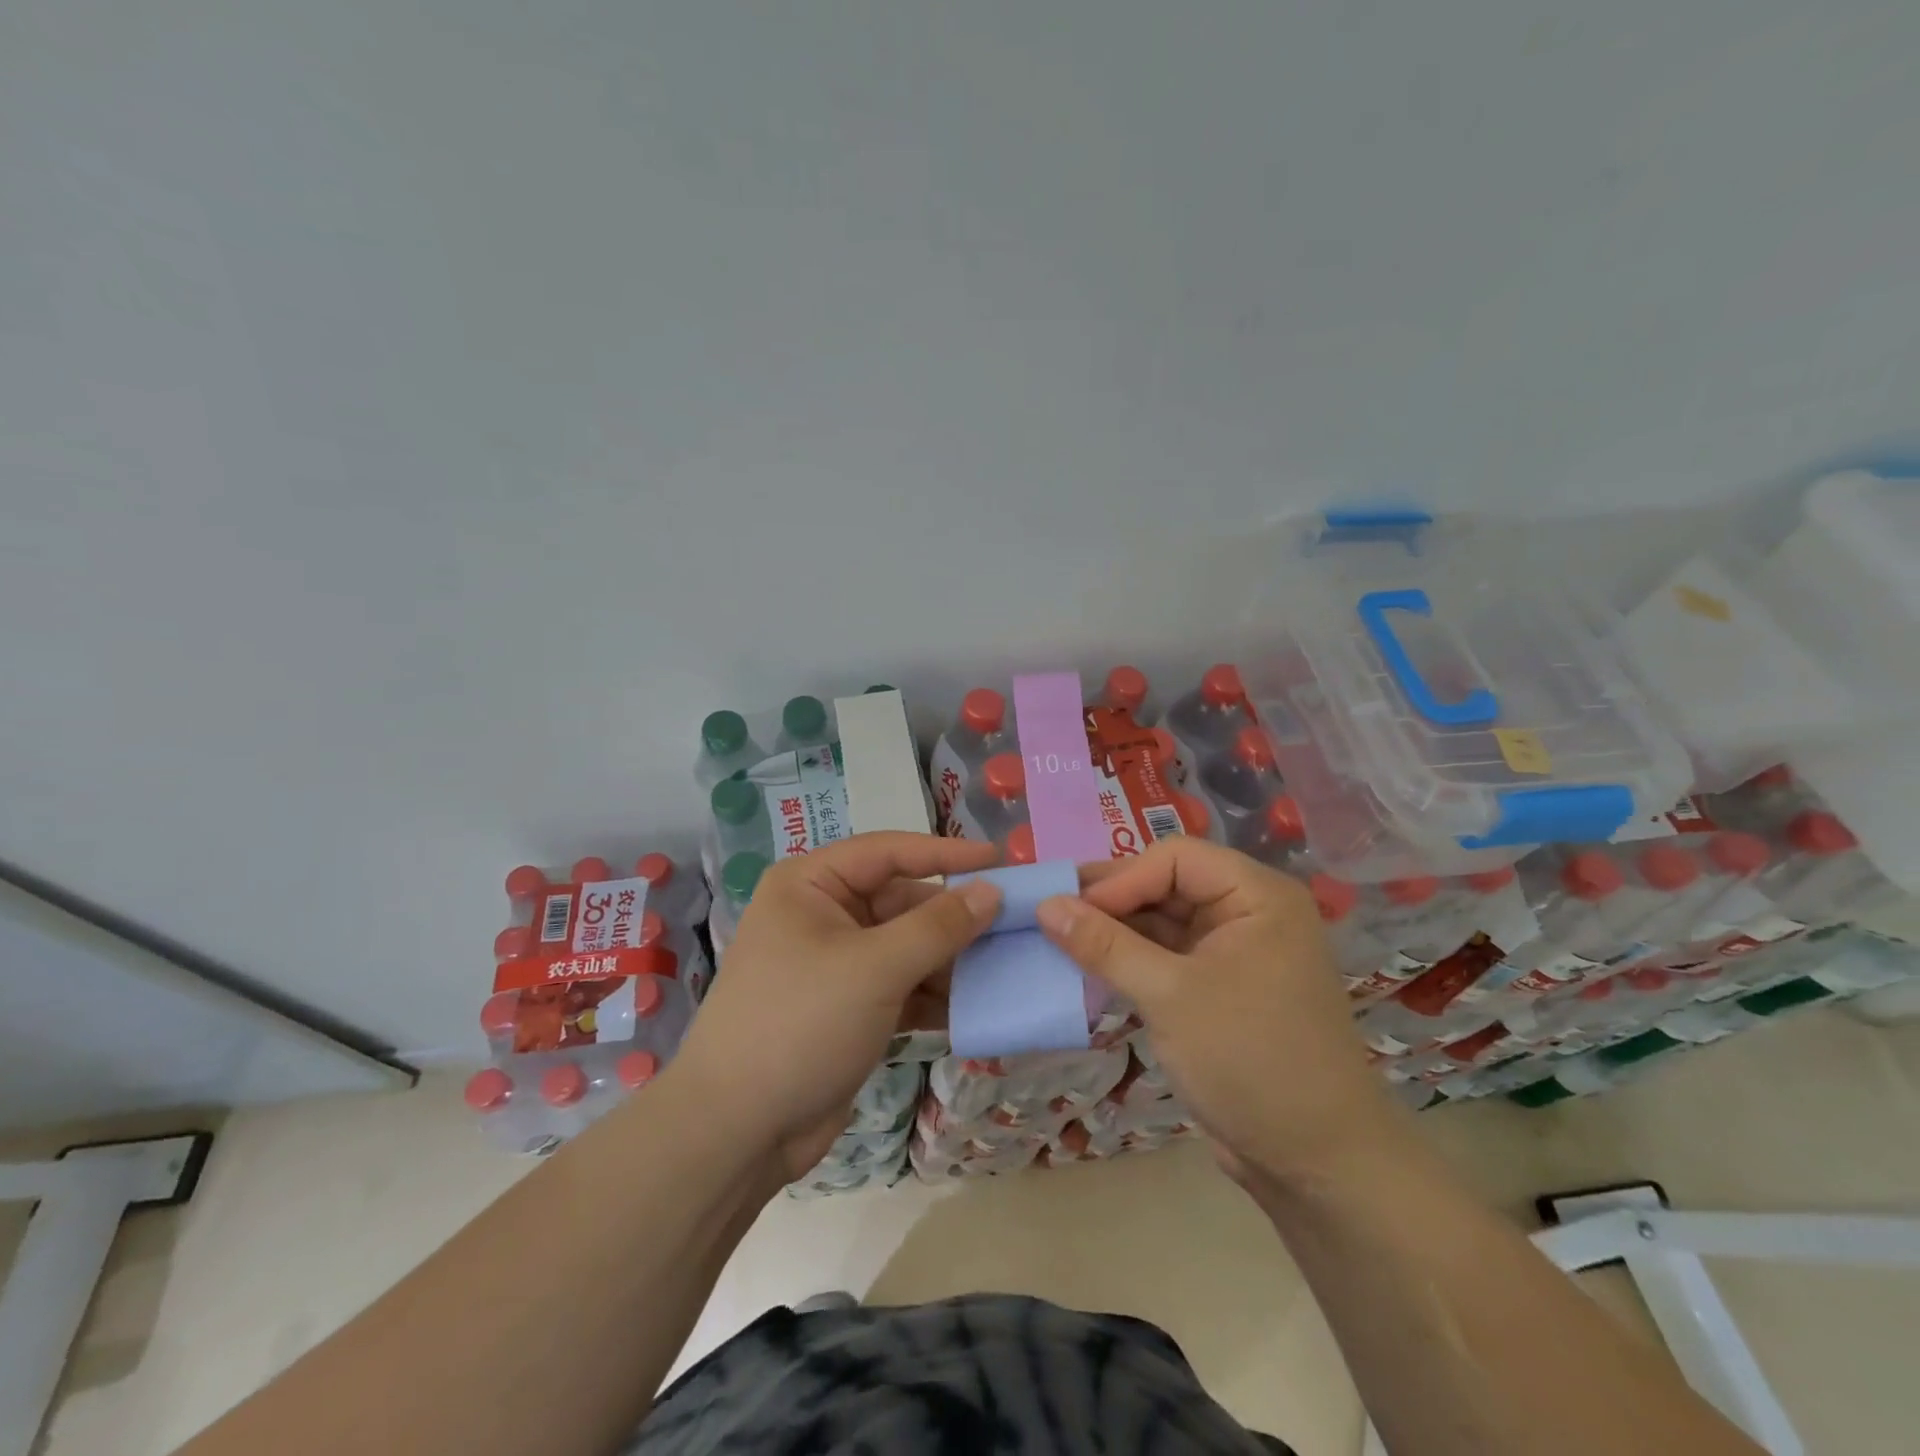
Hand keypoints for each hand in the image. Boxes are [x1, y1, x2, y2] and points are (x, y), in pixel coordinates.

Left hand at [670, 831, 1001, 1180]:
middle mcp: (823, 914)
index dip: (946, 853)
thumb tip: (992, 891)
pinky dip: (934, 995)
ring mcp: (837, 963)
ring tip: (1005, 968)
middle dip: (954, 918)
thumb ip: (939, 926)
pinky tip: (975, 1007)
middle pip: (903, 901)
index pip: (890, 851)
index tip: (1001, 860)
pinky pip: (903, 985)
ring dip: (951, 960)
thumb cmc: (801, 1024)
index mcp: (812, 884)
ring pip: (908, 946)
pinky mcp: (849, 1007)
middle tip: (1015, 926)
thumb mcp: (875, 968)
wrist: (737, 1132)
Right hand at [1035, 838, 1403, 1186]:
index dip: (1120, 878)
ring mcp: (1235, 951)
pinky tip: (1089, 967)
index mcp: (1256, 895)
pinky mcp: (1220, 987)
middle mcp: (1249, 912)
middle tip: (1052, 916)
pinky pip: (1167, 955)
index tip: (1069, 909)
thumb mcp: (1169, 996)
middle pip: (1167, 884)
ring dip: (1115, 931)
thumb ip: (1104, 945)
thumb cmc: (1249, 1060)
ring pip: (1163, 921)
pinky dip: (1130, 959)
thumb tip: (1044, 905)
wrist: (1316, 1163)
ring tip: (1060, 939)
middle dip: (1112, 901)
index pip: (1175, 859)